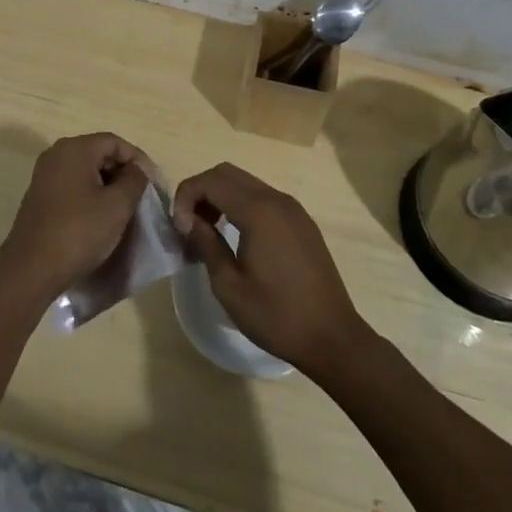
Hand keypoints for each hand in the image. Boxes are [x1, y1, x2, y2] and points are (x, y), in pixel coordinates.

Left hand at [0, 133, 149, 300]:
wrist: (31, 270)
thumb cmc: (78, 232)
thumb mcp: (117, 206)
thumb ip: (134, 181)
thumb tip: (137, 170)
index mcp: (74, 149)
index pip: (115, 142)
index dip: (138, 159)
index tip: (153, 184)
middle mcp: (56, 155)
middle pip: (99, 153)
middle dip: (123, 172)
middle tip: (141, 197)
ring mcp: (44, 176)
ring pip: (86, 171)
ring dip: (108, 186)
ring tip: (125, 209)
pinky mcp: (39, 197)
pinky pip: (72, 186)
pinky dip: (90, 196)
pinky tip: (100, 218)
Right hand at [173, 163, 368, 378]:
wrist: (332, 338)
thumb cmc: (276, 316)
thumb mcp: (229, 286)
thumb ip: (206, 244)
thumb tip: (187, 220)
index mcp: (259, 211)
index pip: (211, 181)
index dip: (186, 197)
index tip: (178, 228)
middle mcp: (277, 199)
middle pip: (227, 173)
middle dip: (201, 192)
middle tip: (188, 226)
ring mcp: (293, 209)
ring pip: (246, 183)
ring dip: (220, 198)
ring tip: (207, 233)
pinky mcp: (302, 222)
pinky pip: (263, 198)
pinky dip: (241, 205)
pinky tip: (235, 237)